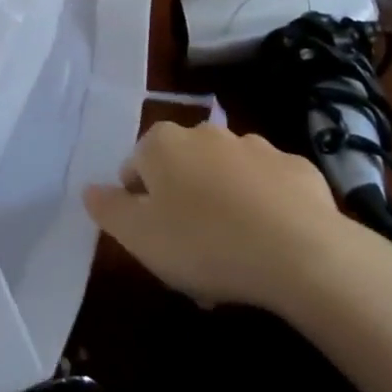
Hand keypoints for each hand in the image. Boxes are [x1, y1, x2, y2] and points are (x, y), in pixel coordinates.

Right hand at [84, 122, 345, 311]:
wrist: (301, 251)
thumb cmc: (204, 243)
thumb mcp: (139, 237)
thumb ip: (108, 209)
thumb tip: (90, 188)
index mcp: (162, 144)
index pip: (134, 167)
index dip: (138, 205)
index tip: (153, 242)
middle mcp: (206, 133)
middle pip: (181, 170)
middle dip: (181, 205)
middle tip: (190, 255)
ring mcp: (256, 146)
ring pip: (225, 177)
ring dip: (222, 206)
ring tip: (232, 258)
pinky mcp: (297, 167)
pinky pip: (269, 188)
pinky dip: (264, 208)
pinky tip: (270, 245)